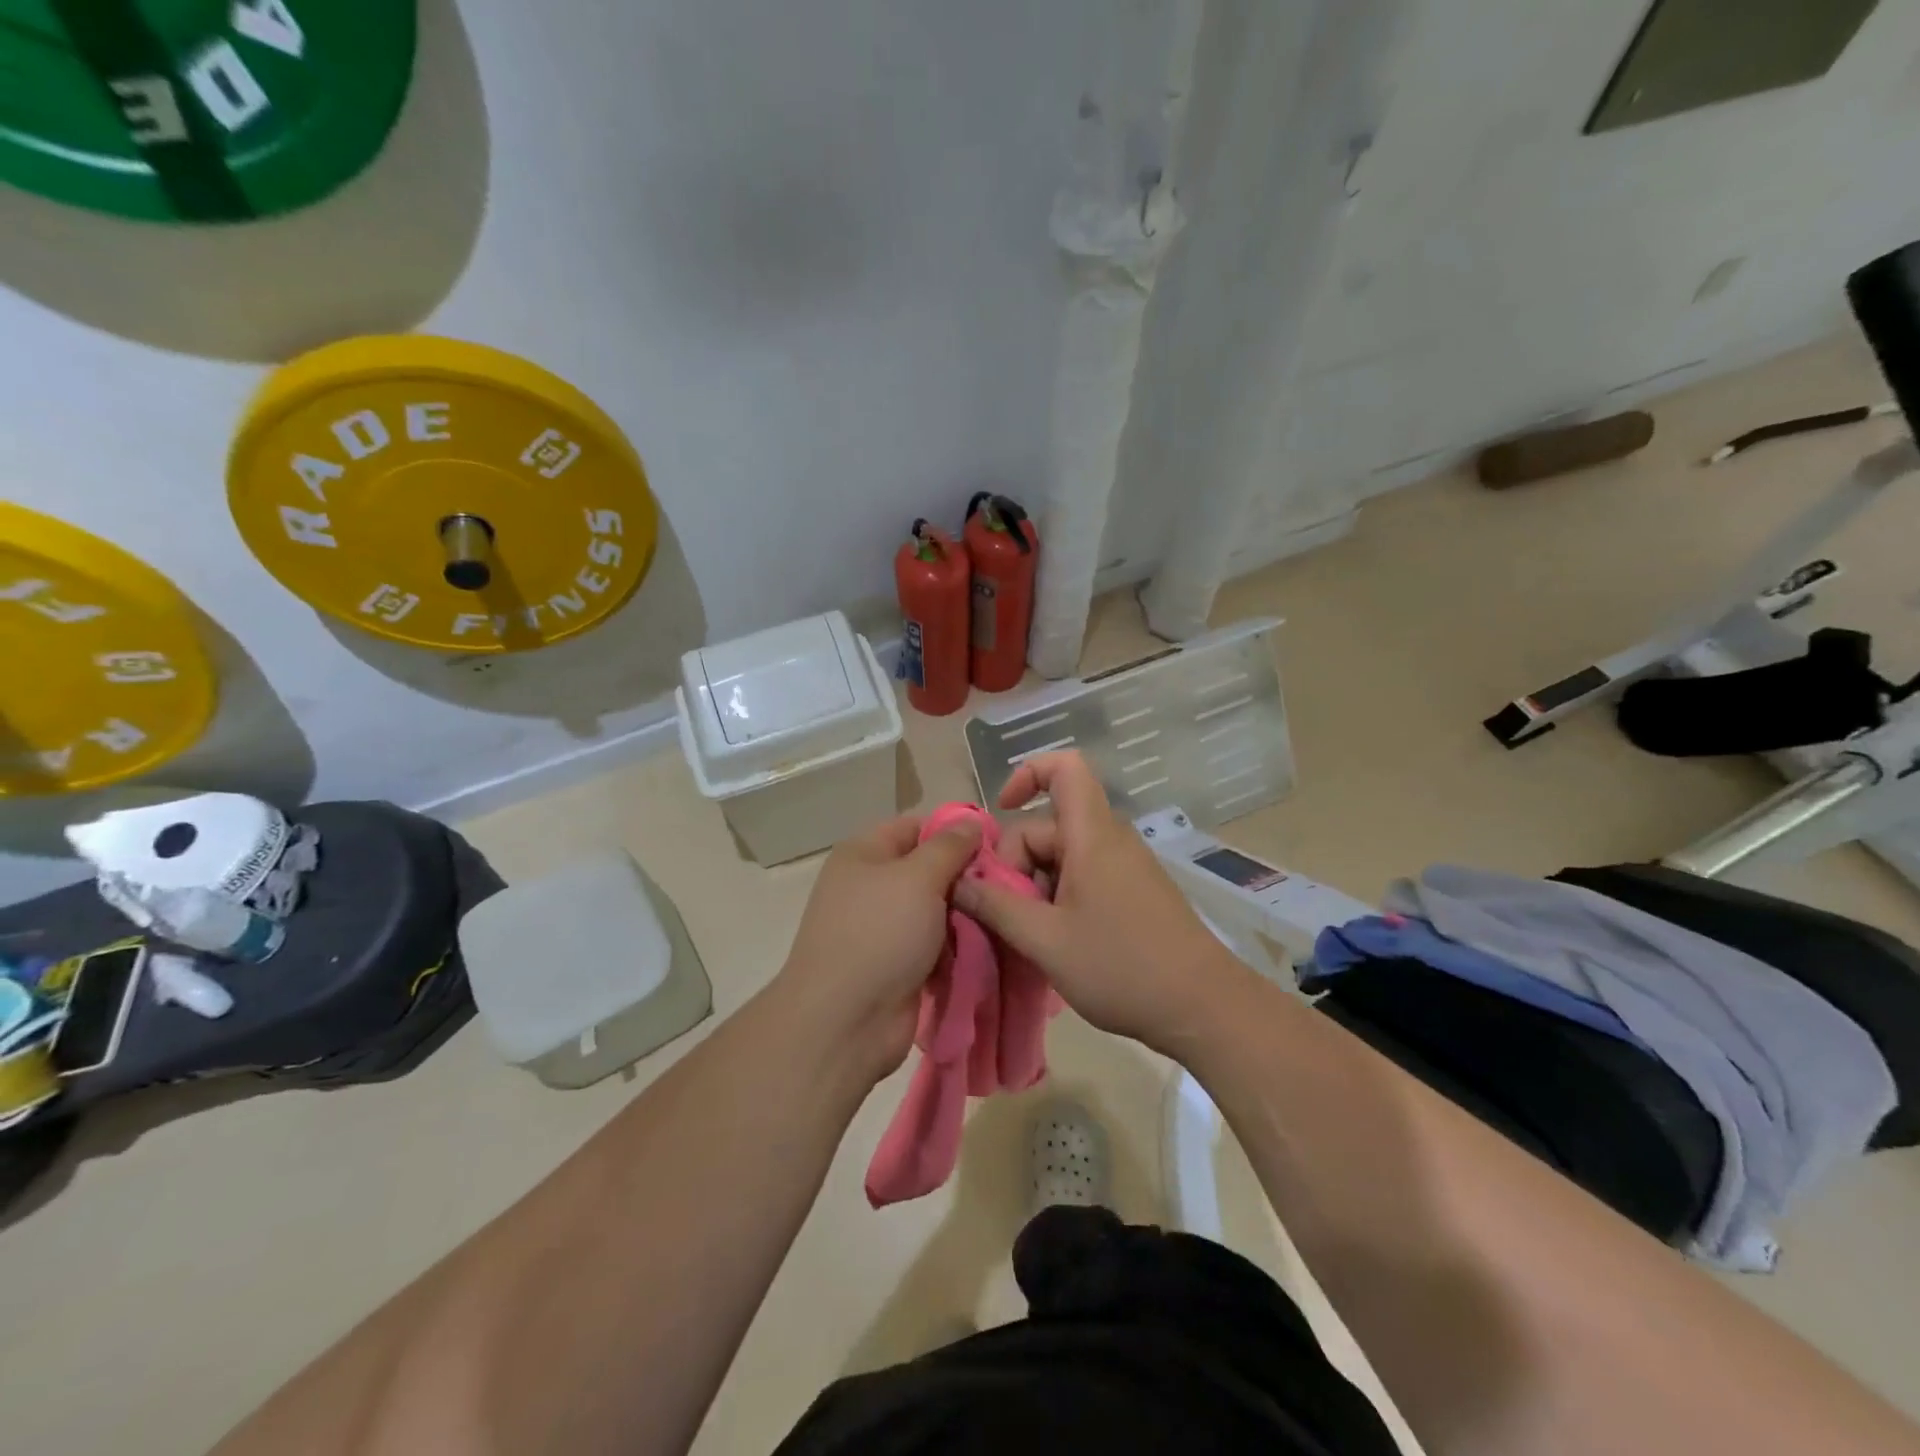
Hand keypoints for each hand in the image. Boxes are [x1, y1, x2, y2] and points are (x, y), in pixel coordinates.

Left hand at [773, 813, 982, 1081]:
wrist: (845, 1022)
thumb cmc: (879, 934)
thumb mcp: (918, 878)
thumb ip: (949, 846)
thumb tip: (970, 822)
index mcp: (865, 854)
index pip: (917, 826)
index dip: (956, 831)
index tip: (997, 845)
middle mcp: (871, 885)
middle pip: (930, 869)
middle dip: (966, 878)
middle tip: (1007, 887)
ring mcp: (883, 928)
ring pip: (937, 910)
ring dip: (966, 916)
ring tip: (1002, 919)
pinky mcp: (897, 965)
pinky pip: (935, 945)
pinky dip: (957, 948)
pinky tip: (987, 949)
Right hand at [952, 752, 1244, 1056]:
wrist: (1203, 1007)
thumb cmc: (1122, 967)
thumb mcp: (1045, 940)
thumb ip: (995, 907)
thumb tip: (956, 882)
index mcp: (1091, 835)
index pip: (1064, 768)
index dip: (1026, 774)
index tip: (1000, 813)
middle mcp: (1109, 840)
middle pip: (1048, 826)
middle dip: (1017, 864)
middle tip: (1007, 917)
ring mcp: (1124, 866)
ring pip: (1062, 857)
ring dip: (1035, 888)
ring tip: (1031, 939)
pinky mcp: (1132, 892)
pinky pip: (1082, 877)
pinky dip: (1058, 899)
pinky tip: (1055, 942)